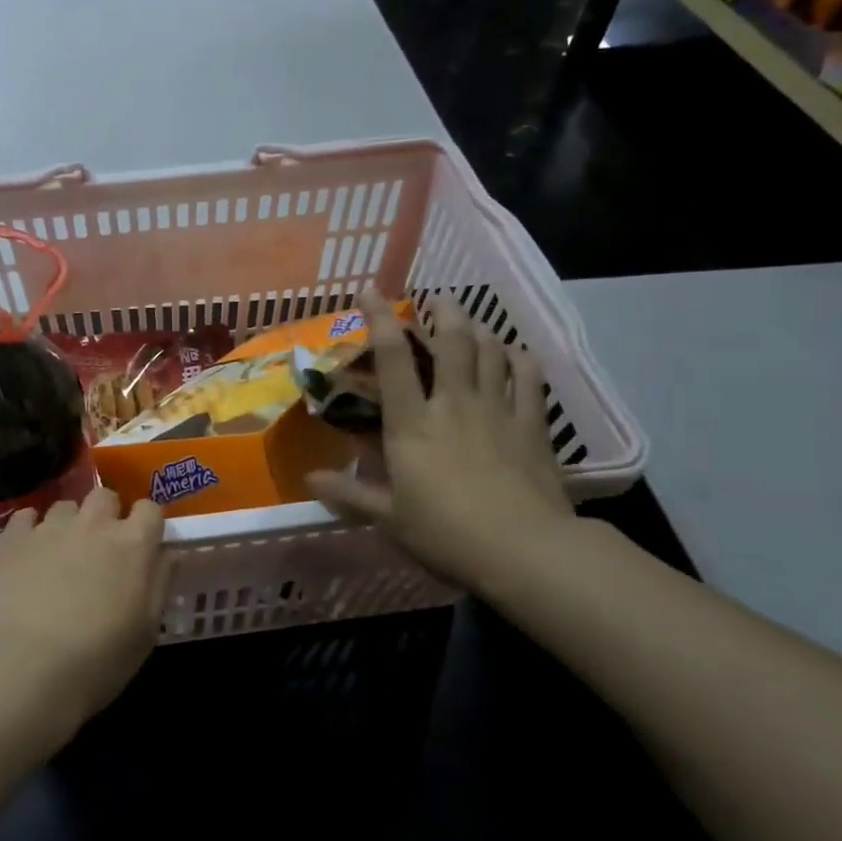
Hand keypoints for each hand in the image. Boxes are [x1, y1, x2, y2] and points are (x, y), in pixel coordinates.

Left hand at [0, 488, 172, 752]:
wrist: (23, 670)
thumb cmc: (97, 660)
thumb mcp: (146, 631)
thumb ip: (159, 582)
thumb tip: (166, 553)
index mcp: (134, 544)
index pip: (150, 508)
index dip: (147, 524)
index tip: (142, 544)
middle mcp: (94, 524)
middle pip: (105, 496)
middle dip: (107, 514)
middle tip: (100, 547)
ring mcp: (50, 527)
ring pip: (66, 506)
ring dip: (69, 524)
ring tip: (60, 554)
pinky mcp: (12, 538)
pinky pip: (26, 517)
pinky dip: (31, 530)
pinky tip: (28, 555)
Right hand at [306, 294, 576, 599]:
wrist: (524, 550)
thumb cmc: (446, 533)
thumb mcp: (389, 518)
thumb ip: (349, 494)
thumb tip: (308, 479)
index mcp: (412, 423)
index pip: (392, 359)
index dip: (380, 319)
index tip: (371, 291)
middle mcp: (454, 404)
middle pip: (453, 341)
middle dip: (444, 312)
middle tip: (438, 298)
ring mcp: (498, 411)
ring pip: (492, 352)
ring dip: (480, 330)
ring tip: (472, 321)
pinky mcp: (533, 426)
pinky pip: (530, 380)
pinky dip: (522, 360)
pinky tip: (518, 354)